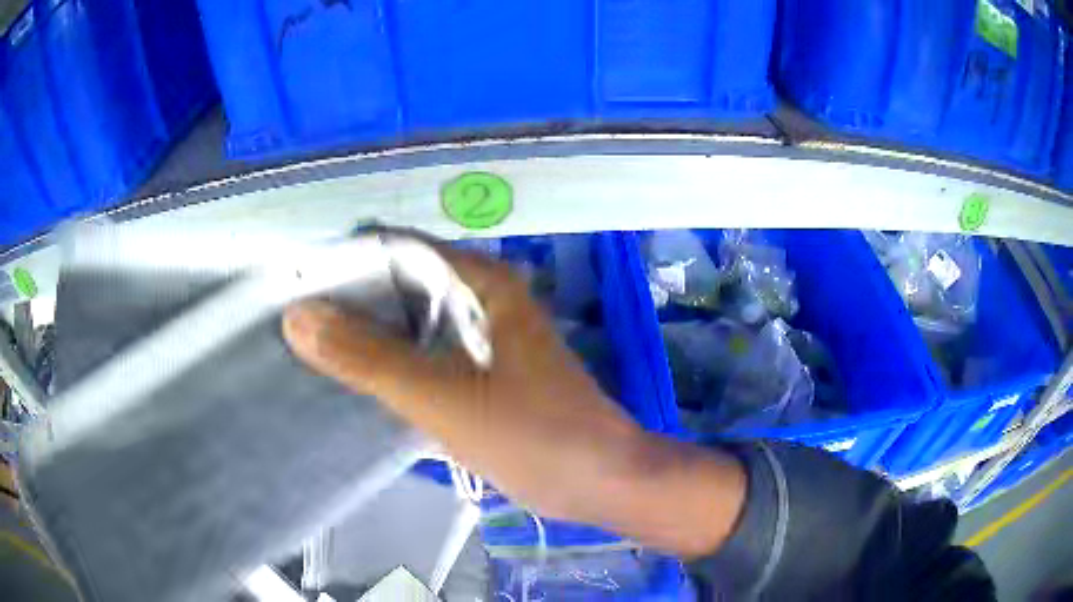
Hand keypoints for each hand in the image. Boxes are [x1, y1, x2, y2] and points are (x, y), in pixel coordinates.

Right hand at [283, 246, 744, 556]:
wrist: (601, 482)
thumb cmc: (534, 436)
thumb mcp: (443, 397)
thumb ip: (367, 357)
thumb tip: (297, 316)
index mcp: (480, 281)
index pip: (395, 248)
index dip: (343, 262)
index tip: (292, 286)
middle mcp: (480, 297)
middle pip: (399, 283)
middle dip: (347, 300)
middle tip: (290, 323)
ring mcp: (481, 337)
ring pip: (408, 321)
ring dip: (364, 333)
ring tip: (307, 347)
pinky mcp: (479, 372)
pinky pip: (422, 354)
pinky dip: (389, 361)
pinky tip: (353, 378)